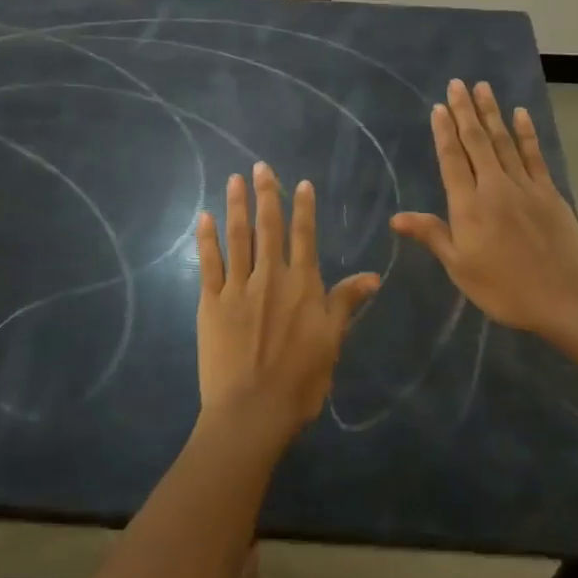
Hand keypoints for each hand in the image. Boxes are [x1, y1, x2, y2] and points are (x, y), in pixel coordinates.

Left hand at [195, 162, 380, 446]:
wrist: (252, 410)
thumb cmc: (300, 380)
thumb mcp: (332, 342)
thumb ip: (346, 303)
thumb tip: (373, 275)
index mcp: (302, 286)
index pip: (304, 237)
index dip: (303, 208)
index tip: (301, 183)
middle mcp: (270, 278)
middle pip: (268, 228)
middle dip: (266, 195)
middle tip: (260, 167)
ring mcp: (237, 288)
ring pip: (238, 238)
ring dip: (236, 207)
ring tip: (233, 180)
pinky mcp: (211, 303)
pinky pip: (208, 263)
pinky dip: (206, 239)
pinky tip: (204, 218)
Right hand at [392, 79, 577, 335]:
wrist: (565, 296)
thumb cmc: (504, 288)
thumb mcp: (460, 267)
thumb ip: (432, 235)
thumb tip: (397, 217)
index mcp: (469, 206)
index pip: (452, 160)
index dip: (444, 133)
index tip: (438, 107)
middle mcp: (495, 186)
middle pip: (477, 142)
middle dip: (465, 111)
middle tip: (457, 83)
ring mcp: (525, 186)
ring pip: (504, 141)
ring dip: (492, 113)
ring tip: (483, 88)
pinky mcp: (549, 192)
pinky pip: (534, 155)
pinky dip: (526, 133)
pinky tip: (520, 114)